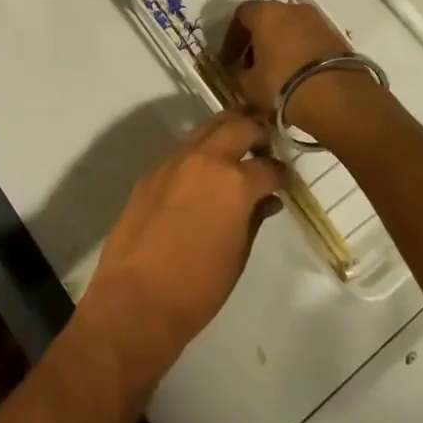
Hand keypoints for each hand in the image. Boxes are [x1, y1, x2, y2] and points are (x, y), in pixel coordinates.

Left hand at [77, 112, 285, 392]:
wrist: (136, 297)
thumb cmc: (198, 286)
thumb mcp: (238, 255)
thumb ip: (254, 219)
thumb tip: (267, 201)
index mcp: (234, 182)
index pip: (268, 166)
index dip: (282, 174)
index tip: (286, 180)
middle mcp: (205, 160)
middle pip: (237, 125)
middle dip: (256, 131)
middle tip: (265, 146)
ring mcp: (174, 161)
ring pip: (206, 128)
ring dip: (226, 132)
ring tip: (237, 150)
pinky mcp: (152, 172)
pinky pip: (183, 150)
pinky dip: (200, 153)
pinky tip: (203, 175)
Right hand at [220, 0, 350, 113]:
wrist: (338, 98)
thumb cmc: (283, 85)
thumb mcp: (249, 85)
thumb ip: (238, 74)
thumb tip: (239, 71)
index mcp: (266, 13)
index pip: (241, 15)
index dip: (232, 38)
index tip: (229, 60)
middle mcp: (292, 9)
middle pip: (267, 19)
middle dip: (257, 40)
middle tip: (252, 66)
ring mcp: (318, 21)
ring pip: (290, 28)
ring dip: (280, 46)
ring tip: (276, 73)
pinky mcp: (336, 37)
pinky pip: (309, 40)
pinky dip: (300, 52)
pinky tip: (298, 75)